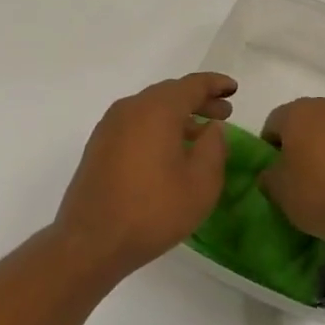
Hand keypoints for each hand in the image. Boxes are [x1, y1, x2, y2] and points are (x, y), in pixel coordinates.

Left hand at [55, 73, 236, 273]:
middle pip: (169, 94)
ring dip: (177, 115)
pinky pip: (135, 124)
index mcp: (156, 109)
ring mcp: (110, 126)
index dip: (215, 84)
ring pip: (150, 109)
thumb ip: (213, 147)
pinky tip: (169, 150)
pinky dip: (157, 127)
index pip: (191, 85)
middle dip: (198, 100)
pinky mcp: (99, 145)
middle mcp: (130, 108)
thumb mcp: (201, 183)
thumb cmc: (153, 210)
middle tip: (224, 114)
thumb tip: (212, 128)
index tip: (233, 90)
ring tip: (200, 133)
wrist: (92, 239)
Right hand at [259, 98, 324, 251]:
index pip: (274, 123)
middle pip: (305, 121)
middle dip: (300, 142)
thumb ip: (268, 175)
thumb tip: (273, 171)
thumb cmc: (320, 195)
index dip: (270, 147)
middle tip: (300, 173)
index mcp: (298, 112)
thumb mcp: (279, 191)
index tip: (276, 171)